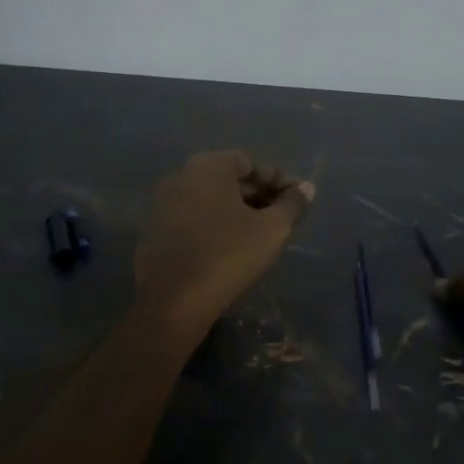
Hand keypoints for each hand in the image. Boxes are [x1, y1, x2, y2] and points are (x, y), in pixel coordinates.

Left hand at [135, 151, 314, 331]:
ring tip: (262, 234)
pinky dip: (215, 225)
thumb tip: (307, 188)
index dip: (278, 180)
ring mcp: (164, 203)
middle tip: (283, 217)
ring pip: (210, 200)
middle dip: (259, 195)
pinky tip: (232, 247)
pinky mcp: (156, 230)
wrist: (174, 300)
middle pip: (228, 179)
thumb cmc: (228, 255)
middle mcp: (181, 176)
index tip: (298, 200)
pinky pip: (193, 218)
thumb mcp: (272, 230)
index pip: (251, 163)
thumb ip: (292, 204)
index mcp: (208, 166)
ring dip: (238, 211)